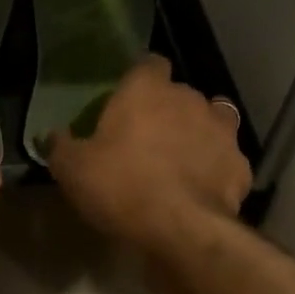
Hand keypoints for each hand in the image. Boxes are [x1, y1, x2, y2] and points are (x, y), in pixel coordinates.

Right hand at [46, 55, 250, 252]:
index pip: (148, 64)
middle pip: (180, 94)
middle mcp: (189, 99)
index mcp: (147, 90)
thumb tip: (53, 136)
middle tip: (147, 138)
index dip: (139, 79)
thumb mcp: (72, 170)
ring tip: (182, 158)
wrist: (181, 229)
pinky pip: (227, 159)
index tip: (127, 100)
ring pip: (213, 119)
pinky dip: (217, 168)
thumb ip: (61, 146)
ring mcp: (222, 131)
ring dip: (199, 132)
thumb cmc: (120, 186)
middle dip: (167, 110)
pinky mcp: (241, 165)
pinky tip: (202, 188)